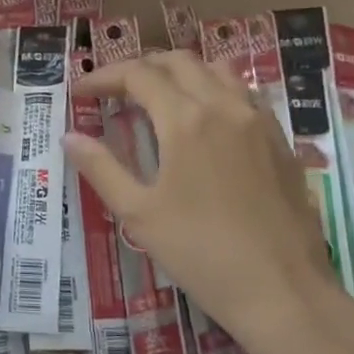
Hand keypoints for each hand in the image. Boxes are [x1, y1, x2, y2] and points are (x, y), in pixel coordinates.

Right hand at [64, 52, 347, 349]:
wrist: (283, 291)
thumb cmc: (201, 253)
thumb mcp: (139, 214)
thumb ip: (101, 168)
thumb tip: (70, 138)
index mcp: (185, 120)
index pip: (138, 76)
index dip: (104, 77)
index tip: (80, 91)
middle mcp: (224, 106)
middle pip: (178, 62)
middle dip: (141, 68)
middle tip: (115, 90)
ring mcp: (259, 121)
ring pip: (217, 70)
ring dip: (181, 73)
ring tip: (159, 96)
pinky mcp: (281, 141)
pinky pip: (244, 94)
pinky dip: (214, 90)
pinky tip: (205, 120)